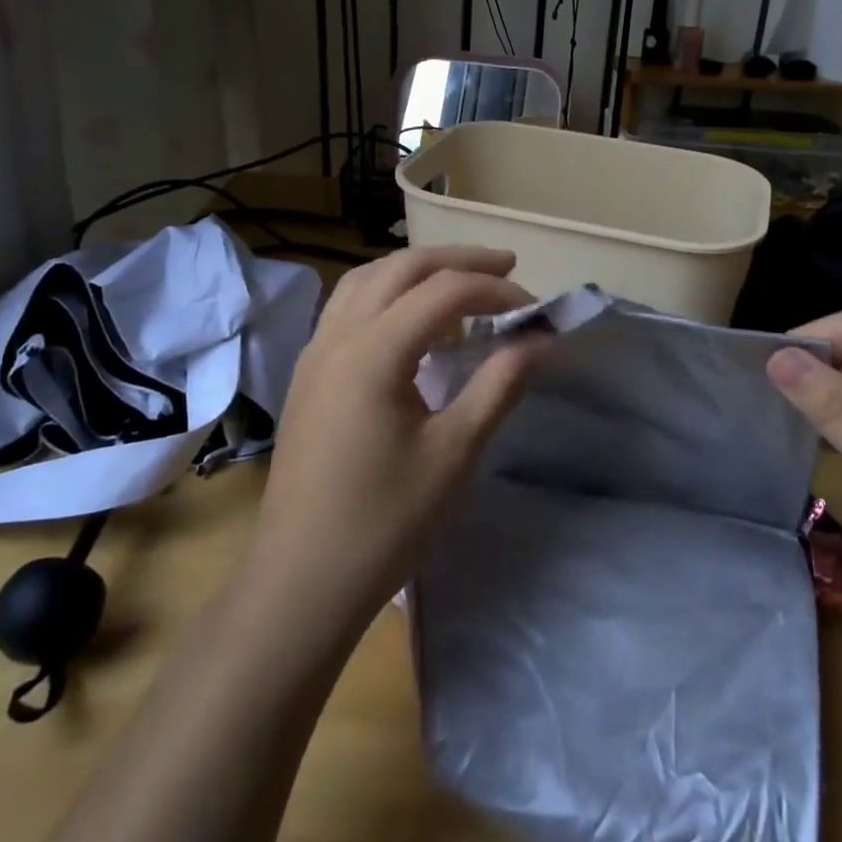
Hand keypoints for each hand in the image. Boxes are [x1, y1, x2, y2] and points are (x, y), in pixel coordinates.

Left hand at [248, 246, 540, 634]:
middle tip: (507, 266)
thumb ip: (499, 385)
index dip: (496, 290)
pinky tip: (411, 323)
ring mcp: (315, 353)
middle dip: (457, 260)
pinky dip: (387, 294)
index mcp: (373, 351)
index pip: (444, 292)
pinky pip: (348, 307)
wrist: (300, 581)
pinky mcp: (308, 374)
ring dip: (416, 270)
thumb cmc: (384, 522)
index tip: (534, 312)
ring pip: (366, 280)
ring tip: (459, 284)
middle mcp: (337, 336)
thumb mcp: (454, 453)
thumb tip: (542, 340)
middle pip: (401, 268)